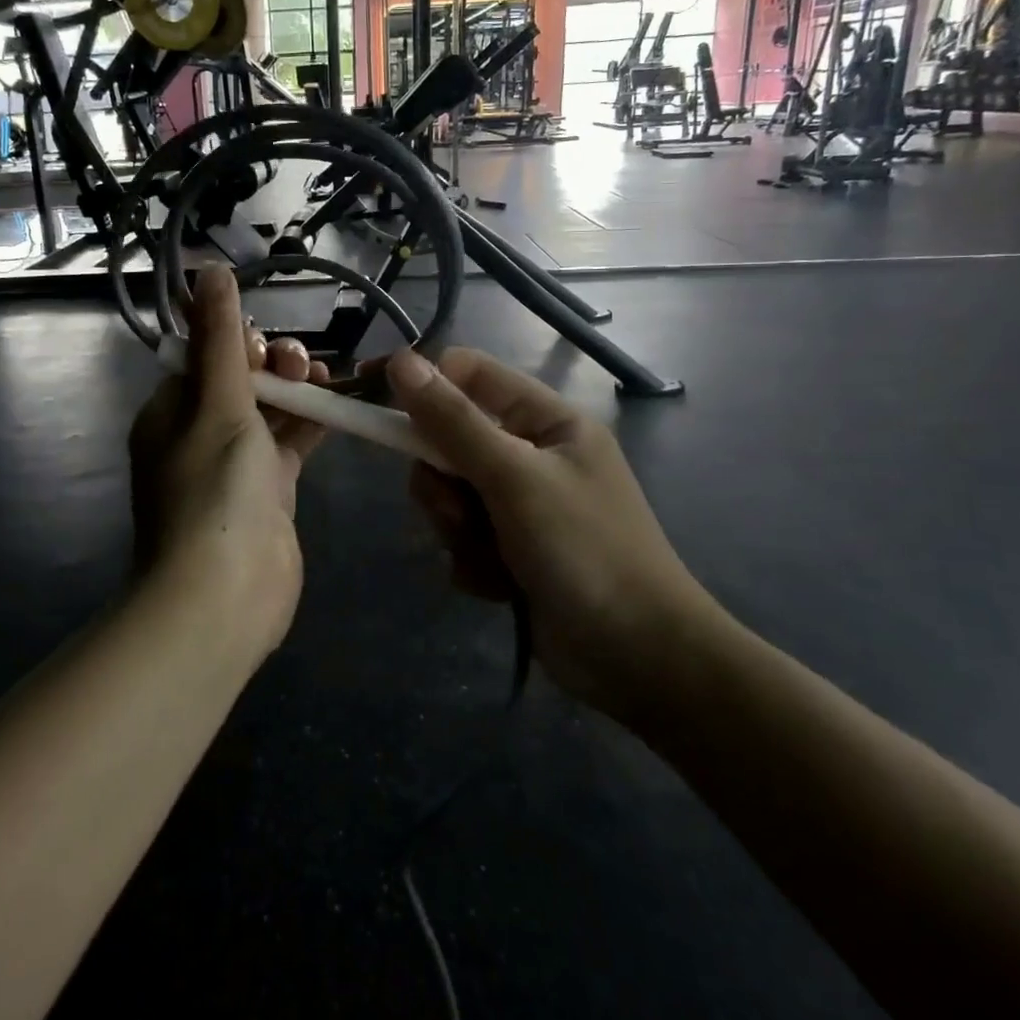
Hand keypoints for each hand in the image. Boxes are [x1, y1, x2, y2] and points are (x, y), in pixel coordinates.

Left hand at [128, 267, 329, 653]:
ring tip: (325, 376)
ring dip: (296, 390)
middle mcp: (198, 435)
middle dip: (272, 364)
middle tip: (300, 364)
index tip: (265, 343)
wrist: (225, 594)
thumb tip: (209, 268)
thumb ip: (220, 337)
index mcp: (170, 412)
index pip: (203, 357)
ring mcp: (235, 466)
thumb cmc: (214, 488)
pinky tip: (340, 404)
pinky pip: (291, 444)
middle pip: (240, 381)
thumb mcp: (217, 402)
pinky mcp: (270, 492)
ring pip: (270, 411)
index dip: (237, 341)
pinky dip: (313, 423)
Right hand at [386, 348, 729, 731]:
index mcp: (546, 421)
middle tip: (460, 513)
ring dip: (458, 529)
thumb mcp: (514, 478)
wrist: (638, 659)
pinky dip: (473, 562)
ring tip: (491, 557)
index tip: (380, 407)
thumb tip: (401, 360)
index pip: (470, 376)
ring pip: (450, 495)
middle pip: (449, 441)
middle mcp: (532, 455)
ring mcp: (522, 505)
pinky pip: (463, 538)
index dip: (424, 386)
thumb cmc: (584, 550)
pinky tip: (502, 587)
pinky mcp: (513, 550)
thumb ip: (453, 421)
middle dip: (443, 483)